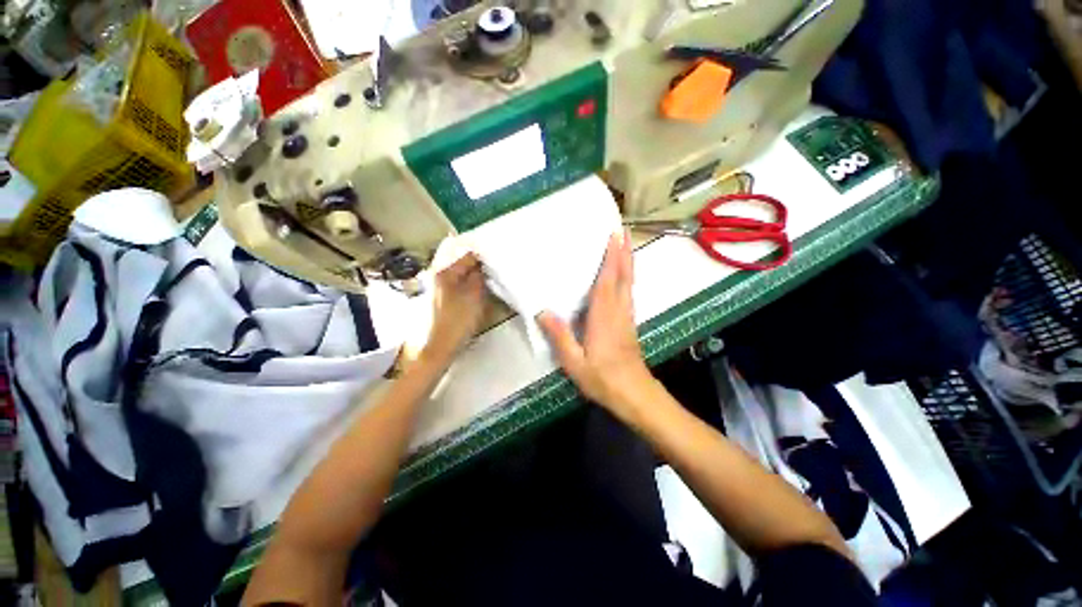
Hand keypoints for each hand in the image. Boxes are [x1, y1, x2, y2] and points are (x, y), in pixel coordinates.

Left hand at [423, 253, 487, 364]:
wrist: (441, 346)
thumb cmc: (458, 319)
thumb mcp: (474, 295)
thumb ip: (479, 276)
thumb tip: (483, 264)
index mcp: (445, 272)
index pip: (468, 256)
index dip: (485, 258)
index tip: (499, 262)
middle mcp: (439, 276)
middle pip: (464, 266)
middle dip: (480, 268)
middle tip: (496, 272)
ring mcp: (439, 289)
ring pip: (463, 277)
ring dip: (475, 278)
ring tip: (490, 281)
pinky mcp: (443, 300)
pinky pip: (460, 287)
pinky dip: (470, 287)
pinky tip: (479, 293)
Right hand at [538, 232, 654, 415]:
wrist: (634, 394)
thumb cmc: (602, 378)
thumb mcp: (574, 361)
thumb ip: (560, 336)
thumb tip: (542, 311)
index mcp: (604, 316)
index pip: (608, 281)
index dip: (611, 257)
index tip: (613, 236)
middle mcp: (619, 310)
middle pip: (624, 276)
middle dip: (624, 252)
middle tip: (622, 230)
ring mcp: (627, 316)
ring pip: (629, 283)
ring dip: (628, 261)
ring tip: (624, 245)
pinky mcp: (630, 322)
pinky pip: (629, 292)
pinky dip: (627, 277)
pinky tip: (622, 275)